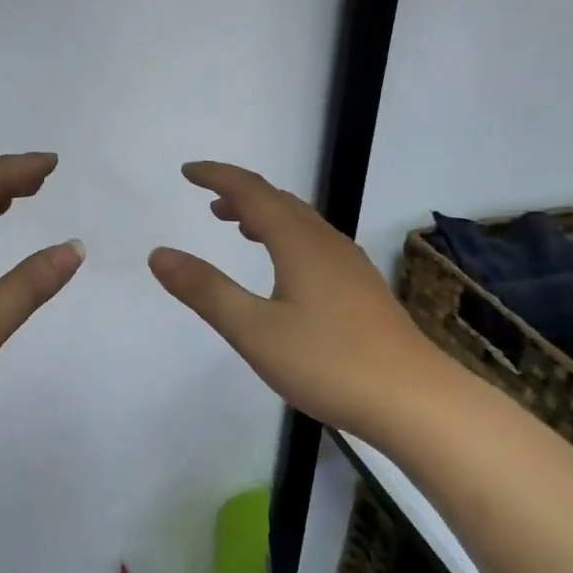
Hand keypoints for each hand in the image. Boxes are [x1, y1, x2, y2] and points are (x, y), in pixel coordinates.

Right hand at [149, 161, 437, 435]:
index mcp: (299, 244)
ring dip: (267, 217)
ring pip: (302, 224)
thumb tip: (159, 254)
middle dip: (242, 196)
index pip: (252, 192)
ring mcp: (350, 267)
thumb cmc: (328, 363)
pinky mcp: (362, 291)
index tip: (188, 172)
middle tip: (210, 204)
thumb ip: (205, 291)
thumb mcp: (254, 330)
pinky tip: (285, 271)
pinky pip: (316, 245)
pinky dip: (287, 240)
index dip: (218, 177)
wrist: (413, 400)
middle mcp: (327, 244)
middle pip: (281, 203)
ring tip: (240, 228)